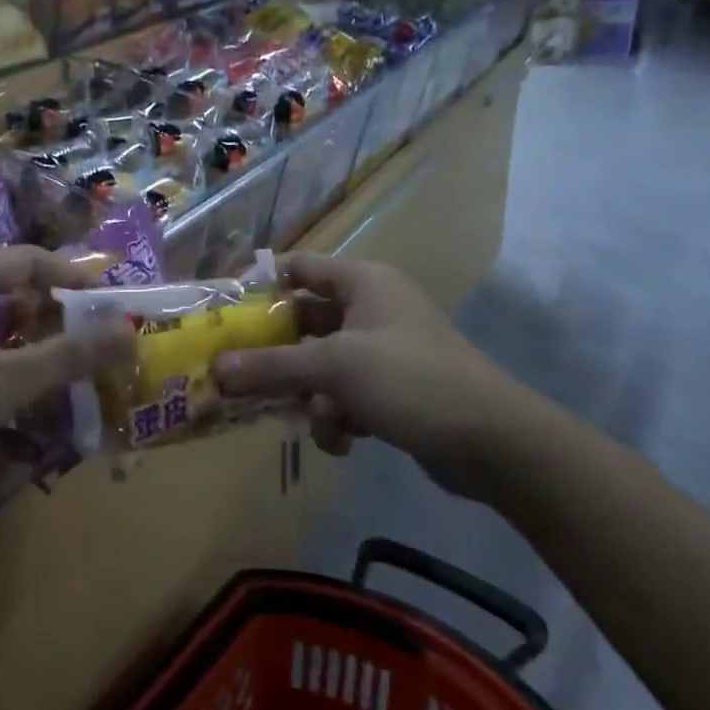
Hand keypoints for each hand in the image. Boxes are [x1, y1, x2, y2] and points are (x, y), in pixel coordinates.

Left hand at [0, 246, 129, 488]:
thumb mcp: (3, 381)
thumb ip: (66, 357)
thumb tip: (129, 332)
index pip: (31, 260)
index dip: (74, 280)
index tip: (109, 307)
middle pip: (6, 289)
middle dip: (48, 319)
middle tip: (84, 349)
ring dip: (18, 347)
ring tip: (50, 378)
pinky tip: (0, 401)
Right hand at [214, 253, 534, 497]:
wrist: (493, 442)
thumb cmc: (410, 380)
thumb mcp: (334, 368)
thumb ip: (271, 366)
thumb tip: (215, 370)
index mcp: (362, 283)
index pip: (300, 267)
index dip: (261, 284)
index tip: (225, 312)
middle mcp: (371, 310)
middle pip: (304, 323)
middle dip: (278, 356)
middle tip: (239, 378)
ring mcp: (383, 352)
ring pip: (321, 366)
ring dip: (310, 396)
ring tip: (312, 420)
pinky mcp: (393, 390)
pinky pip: (345, 395)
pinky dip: (337, 417)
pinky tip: (343, 440)